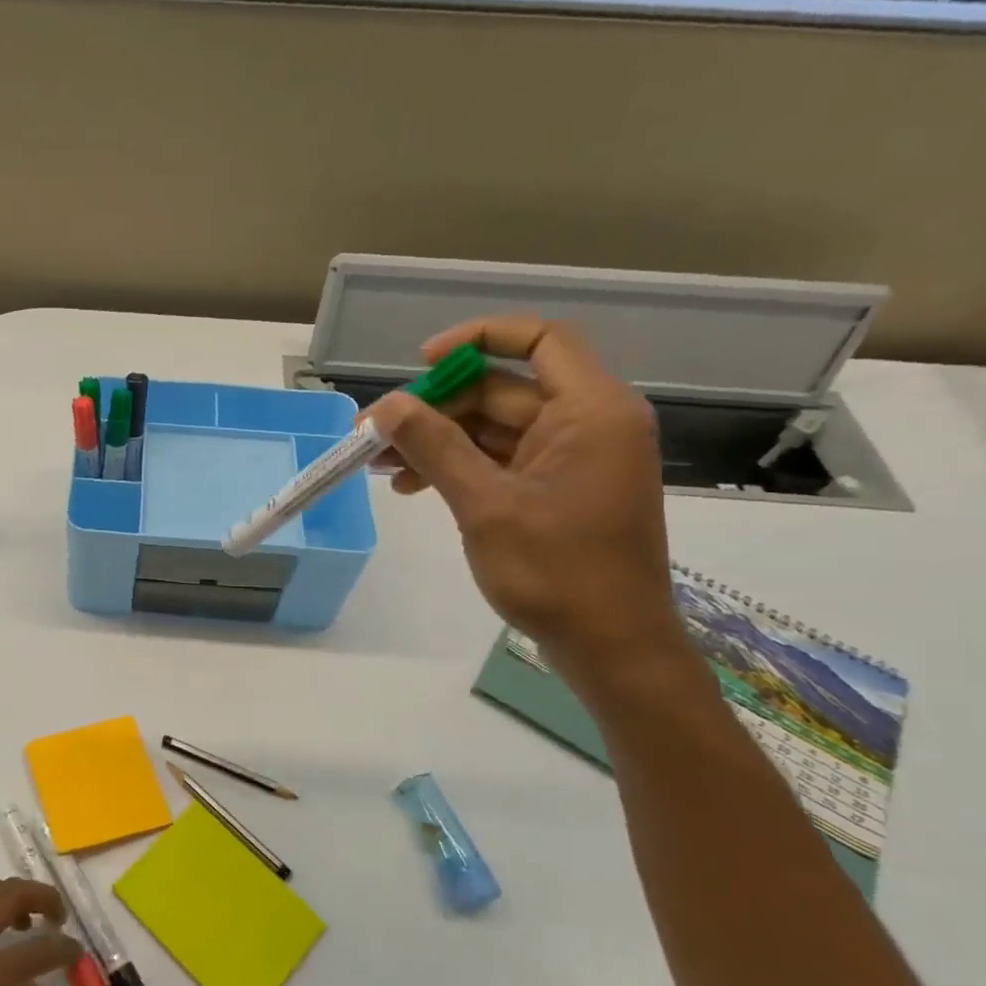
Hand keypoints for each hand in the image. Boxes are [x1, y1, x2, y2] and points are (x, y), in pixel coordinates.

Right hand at [366, 316, 682, 671]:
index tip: (419, 363)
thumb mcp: (486, 505)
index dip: (477, 339)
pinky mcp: (556, 490)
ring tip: (380, 467)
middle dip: (436, 407)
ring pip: (493, 428)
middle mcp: (587, 423)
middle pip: (502, 389)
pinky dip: (457, 467)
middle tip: (376, 434)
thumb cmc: (556, 571)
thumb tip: (385, 406)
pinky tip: (412, 487)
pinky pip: (499, 460)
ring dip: (437, 441)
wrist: (610, 646)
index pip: (539, 340)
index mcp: (591, 411)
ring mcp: (571, 459)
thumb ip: (435, 448)